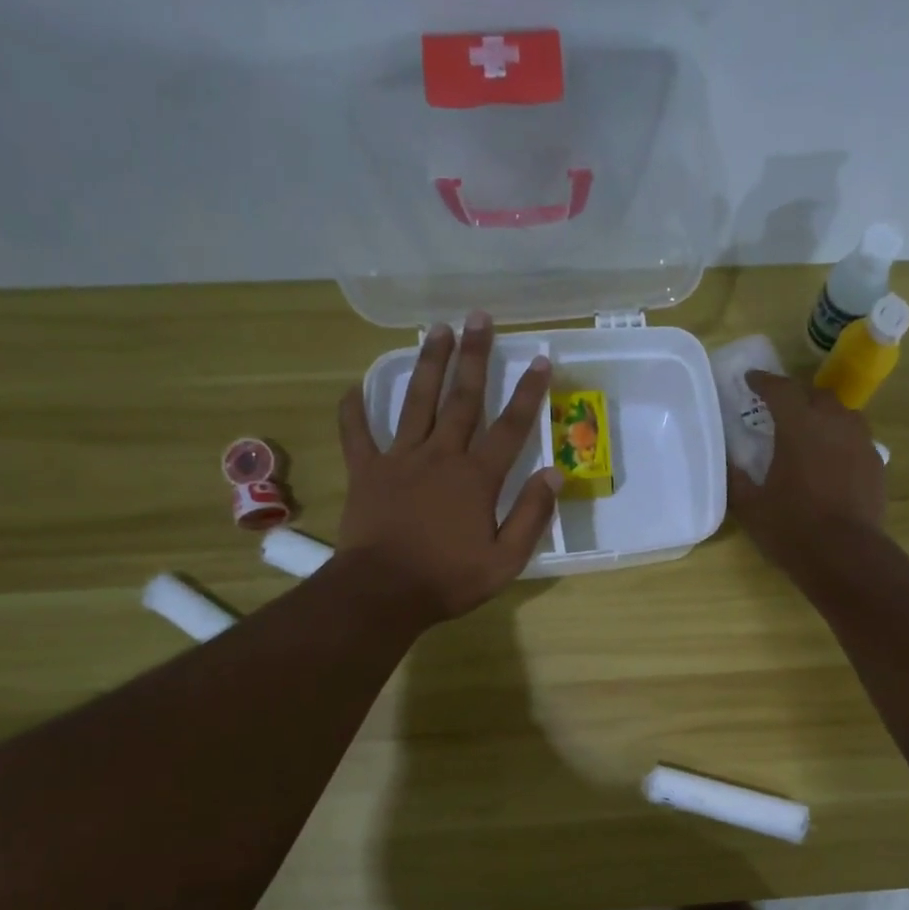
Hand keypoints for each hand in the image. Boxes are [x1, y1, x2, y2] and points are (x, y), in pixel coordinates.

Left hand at [335, 312, 561, 627]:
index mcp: (477, 478)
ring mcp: (400, 459)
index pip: (511, 427)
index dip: (529, 392)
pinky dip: (353, 410)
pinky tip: (353, 387)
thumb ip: (532, 515)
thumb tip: (555, 474)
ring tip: (437, 330)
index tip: (541, 359)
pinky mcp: (366, 471)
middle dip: (475, 356)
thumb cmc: (449, 579)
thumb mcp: (506, 559)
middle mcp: (441, 456)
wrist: (383, 592)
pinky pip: (356, 434)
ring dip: (428, 364)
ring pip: (416, 402)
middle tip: (480, 317)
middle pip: (462, 398)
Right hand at [730, 371, 885, 574]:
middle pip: (815, 395)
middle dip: (797, 397)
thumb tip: (728, 461)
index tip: (751, 380)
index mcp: (799, 427)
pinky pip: (857, 439)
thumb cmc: (792, 529)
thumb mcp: (750, 507)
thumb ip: (735, 479)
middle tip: (780, 410)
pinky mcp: (876, 464)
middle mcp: (834, 424)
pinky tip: (833, 460)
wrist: (846, 556)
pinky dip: (841, 440)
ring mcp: (860, 442)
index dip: (763, 381)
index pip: (780, 389)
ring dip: (824, 415)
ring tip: (810, 431)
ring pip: (842, 414)